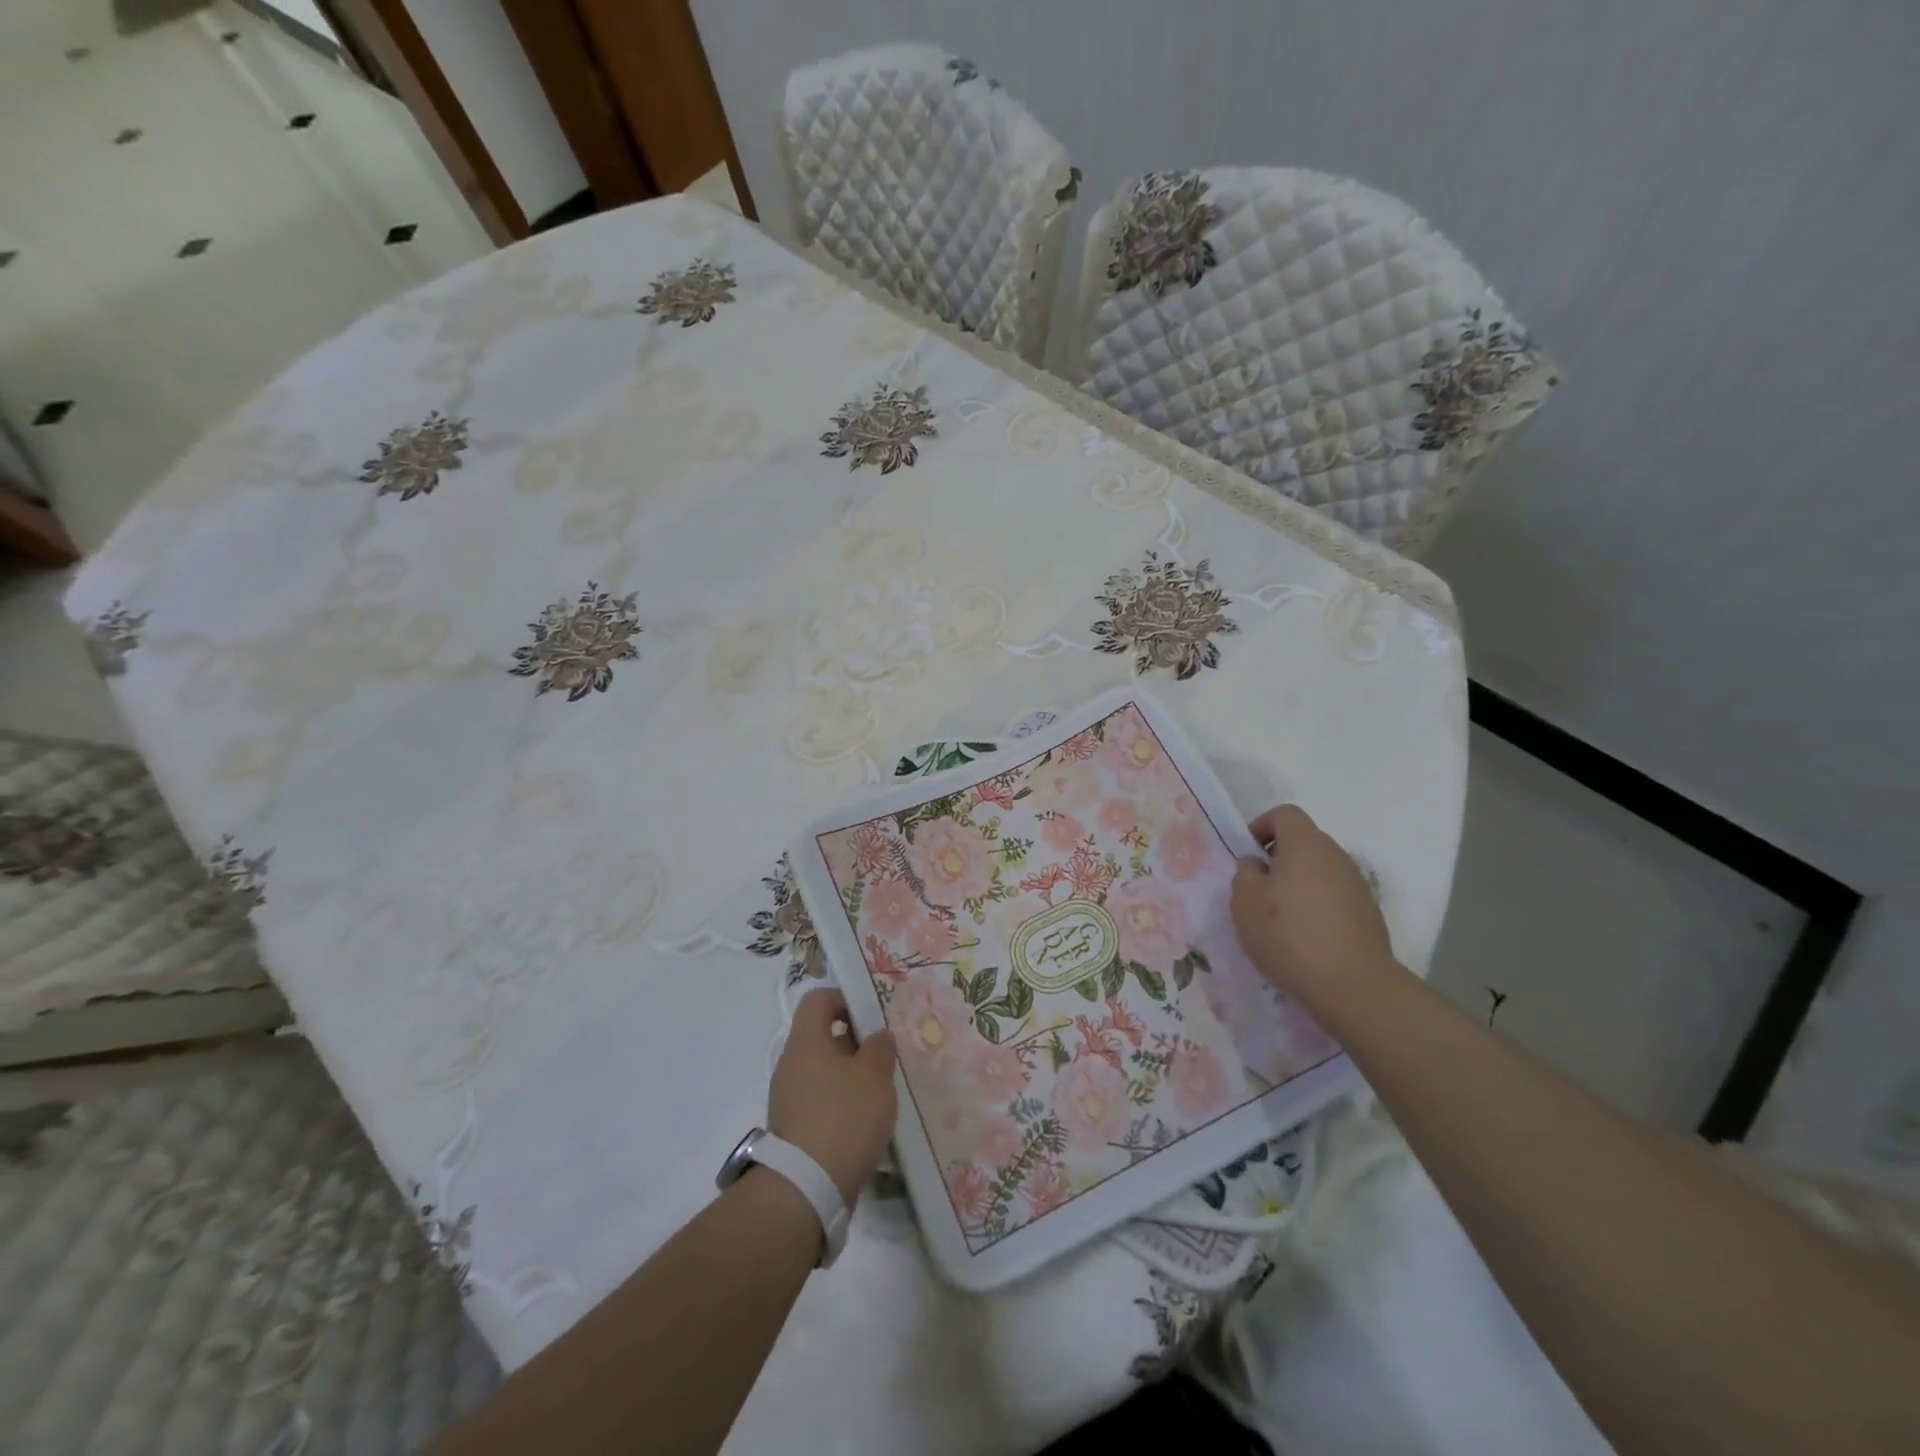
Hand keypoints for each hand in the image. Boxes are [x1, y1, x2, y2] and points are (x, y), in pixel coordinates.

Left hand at [768, 989, 897, 1204]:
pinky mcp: (794, 1129)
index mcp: (806, 1041)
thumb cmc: (844, 1116)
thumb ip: (880, 1048)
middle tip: (885, 1054)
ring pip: (824, 1072)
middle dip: (855, 1042)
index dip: (845, 999)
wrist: (807, 1188)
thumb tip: (877, 1036)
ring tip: (881, 1091)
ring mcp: (789, 1098)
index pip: (818, 1000)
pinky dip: (842, 1105)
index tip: (872, 1014)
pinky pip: (821, 1102)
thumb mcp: (875, 1075)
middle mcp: (791, 1064)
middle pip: (823, 1037)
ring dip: (851, 1076)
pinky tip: (866, 1121)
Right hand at [1231, 805, 1395, 1005]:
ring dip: (1299, 884)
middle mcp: (1336, 855)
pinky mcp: (1369, 912)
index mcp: (1305, 844)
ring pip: (1320, 870)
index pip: (1284, 814)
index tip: (1248, 857)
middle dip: (1279, 859)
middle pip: (1304, 841)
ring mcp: (1357, 884)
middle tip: (1260, 890)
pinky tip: (1307, 938)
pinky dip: (1318, 905)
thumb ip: (1245, 874)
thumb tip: (1257, 865)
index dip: (1262, 827)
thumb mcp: (1245, 903)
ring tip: (1282, 918)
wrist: (1353, 986)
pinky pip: (1335, 895)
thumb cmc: (1289, 936)